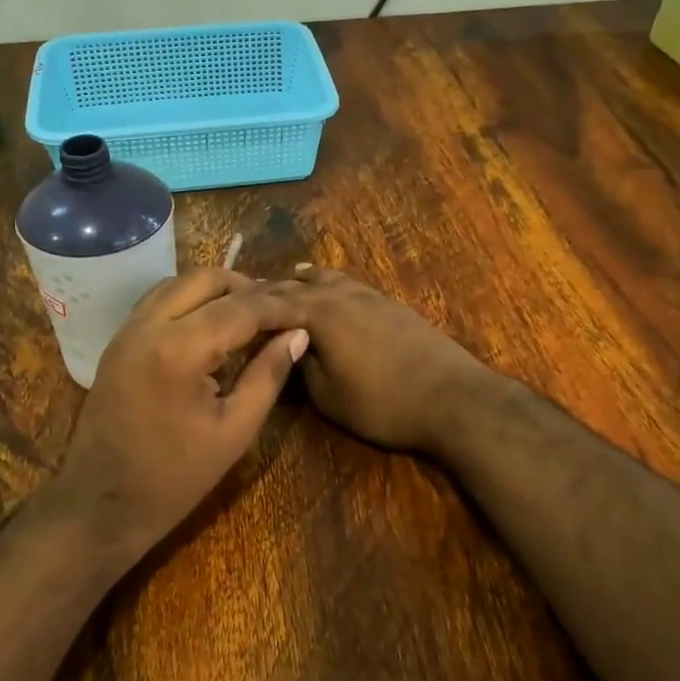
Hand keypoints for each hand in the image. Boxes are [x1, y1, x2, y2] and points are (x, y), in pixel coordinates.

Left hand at [50, 268, 307, 573]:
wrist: (100, 504)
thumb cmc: (173, 479)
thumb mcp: (234, 431)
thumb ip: (268, 375)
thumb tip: (298, 335)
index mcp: (178, 350)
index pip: (240, 308)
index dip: (278, 308)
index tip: (306, 314)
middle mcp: (148, 325)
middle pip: (205, 279)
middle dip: (248, 288)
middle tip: (279, 311)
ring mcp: (127, 330)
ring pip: (178, 283)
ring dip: (217, 290)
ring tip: (251, 314)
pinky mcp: (118, 341)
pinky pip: (159, 301)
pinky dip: (190, 300)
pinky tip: (213, 324)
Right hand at [265, 266, 495, 454]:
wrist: (453, 398)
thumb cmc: (382, 402)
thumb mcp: (327, 395)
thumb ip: (300, 366)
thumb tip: (287, 346)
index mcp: (319, 313)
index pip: (273, 303)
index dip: (248, 306)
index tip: (226, 308)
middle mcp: (341, 294)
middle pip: (298, 285)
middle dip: (272, 289)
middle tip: (247, 296)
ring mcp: (370, 296)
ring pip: (327, 278)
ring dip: (303, 280)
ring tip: (286, 278)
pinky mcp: (392, 305)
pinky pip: (349, 285)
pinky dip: (330, 283)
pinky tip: (331, 288)